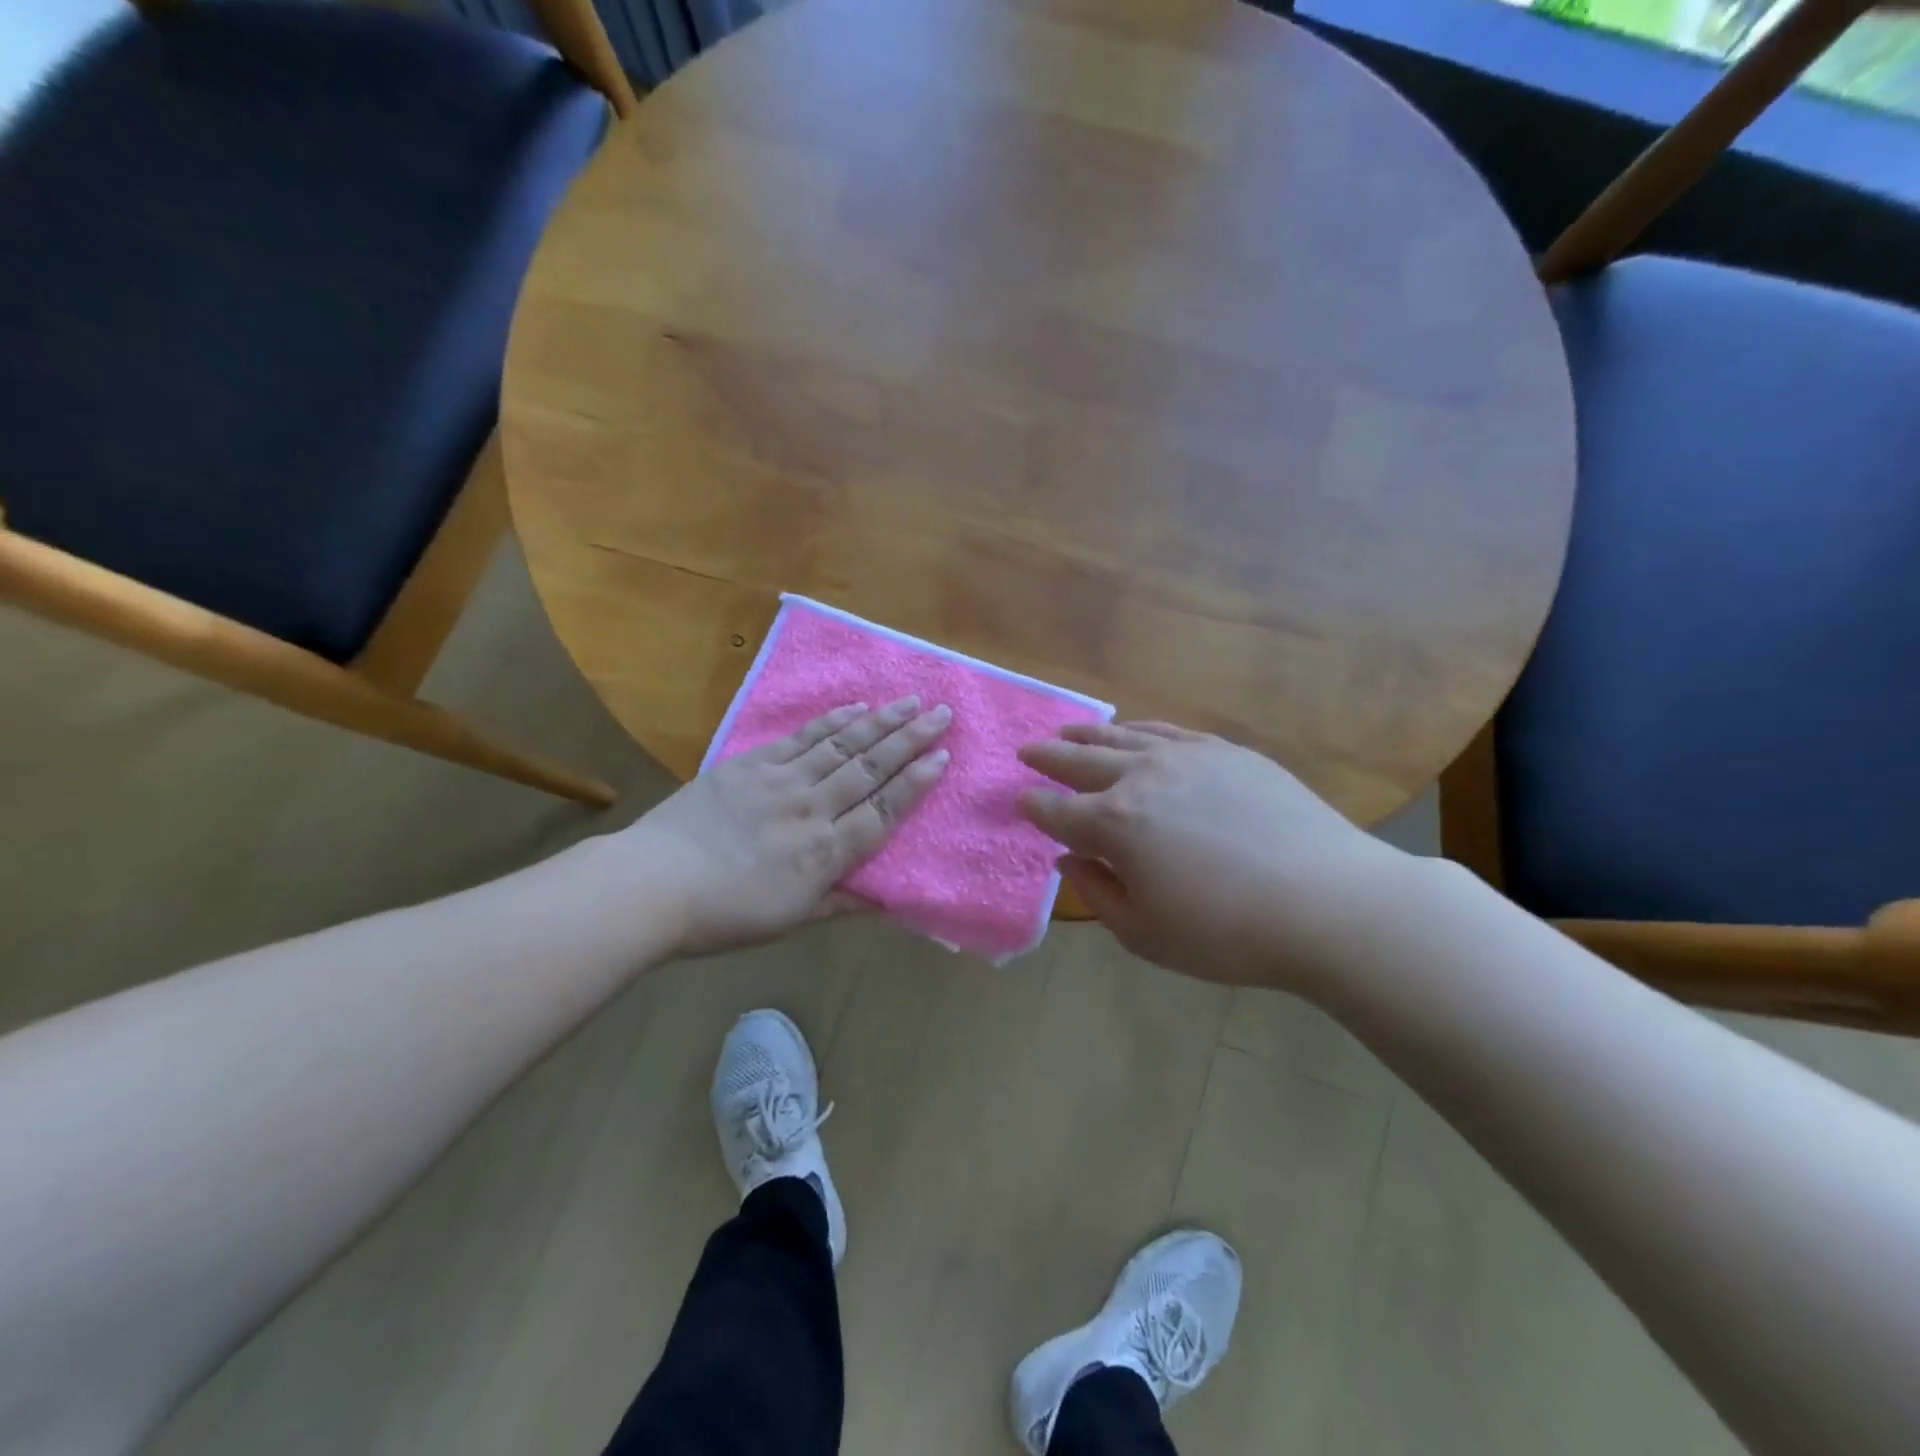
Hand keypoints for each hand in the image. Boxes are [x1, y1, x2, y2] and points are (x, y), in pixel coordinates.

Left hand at [632, 698, 950, 955]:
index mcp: (825, 852)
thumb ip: (840, 902)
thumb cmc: (723, 914)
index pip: (883, 810)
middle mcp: (812, 809)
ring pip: (842, 745)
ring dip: (880, 721)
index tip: (942, 757)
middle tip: (942, 713)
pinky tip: (854, 707)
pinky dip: (831, 721)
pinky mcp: (750, 764)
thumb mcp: (790, 919)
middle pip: (870, 768)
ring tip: (910, 701)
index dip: (915, 783)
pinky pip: (800, 738)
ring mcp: (781, 781)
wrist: (651, 884)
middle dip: (910, 740)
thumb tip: (886, 900)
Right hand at [1017, 722, 1409, 989]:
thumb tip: (1069, 860)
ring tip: (1067, 733)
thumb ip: (1098, 893)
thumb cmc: (1227, 933)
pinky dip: (1137, 729)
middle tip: (1027, 752)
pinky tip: (1131, 732)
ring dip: (1086, 736)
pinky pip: (1166, 730)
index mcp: (1113, 825)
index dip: (1033, 807)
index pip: (1056, 810)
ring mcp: (1184, 757)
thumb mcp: (1146, 934)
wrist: (1328, 901)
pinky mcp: (1224, 751)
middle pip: (1079, 761)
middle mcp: (1139, 778)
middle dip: (1047, 758)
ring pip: (1120, 737)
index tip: (1020, 802)